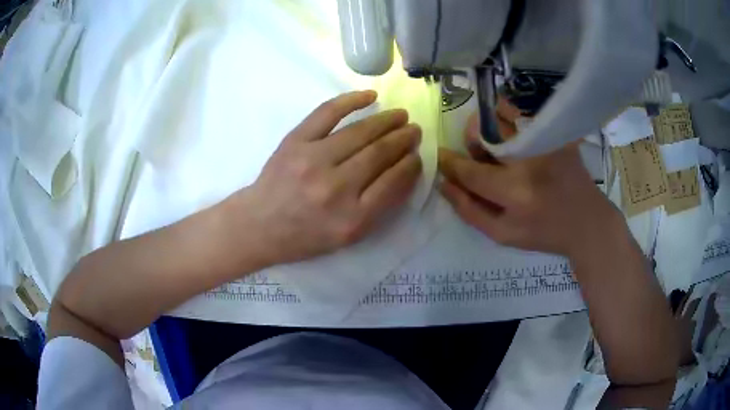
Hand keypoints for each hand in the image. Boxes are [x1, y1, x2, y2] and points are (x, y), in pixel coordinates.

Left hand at [234, 91, 421, 265]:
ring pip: (360, 132)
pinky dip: (351, 100)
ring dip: (386, 120)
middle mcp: (336, 188)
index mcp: (352, 219)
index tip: (417, 156)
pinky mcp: (295, 141)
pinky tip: (371, 96)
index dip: (410, 165)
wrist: (260, 225)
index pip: (393, 182)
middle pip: (379, 153)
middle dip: (403, 139)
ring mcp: (313, 160)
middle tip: (414, 130)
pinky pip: (328, 113)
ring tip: (401, 115)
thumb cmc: (305, 236)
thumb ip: (379, 208)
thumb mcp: (348, 237)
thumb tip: (405, 171)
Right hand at [438, 100, 620, 256]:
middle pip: (483, 133)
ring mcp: (546, 142)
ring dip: (489, 126)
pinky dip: (509, 119)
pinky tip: (515, 136)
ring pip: (501, 115)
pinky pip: (523, 114)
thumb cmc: (545, 233)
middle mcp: (530, 161)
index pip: (471, 171)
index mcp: (516, 193)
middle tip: (477, 153)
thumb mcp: (504, 235)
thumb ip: (470, 211)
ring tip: (497, 143)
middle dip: (471, 139)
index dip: (450, 163)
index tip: (441, 157)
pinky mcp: (557, 133)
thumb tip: (444, 183)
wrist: (588, 222)